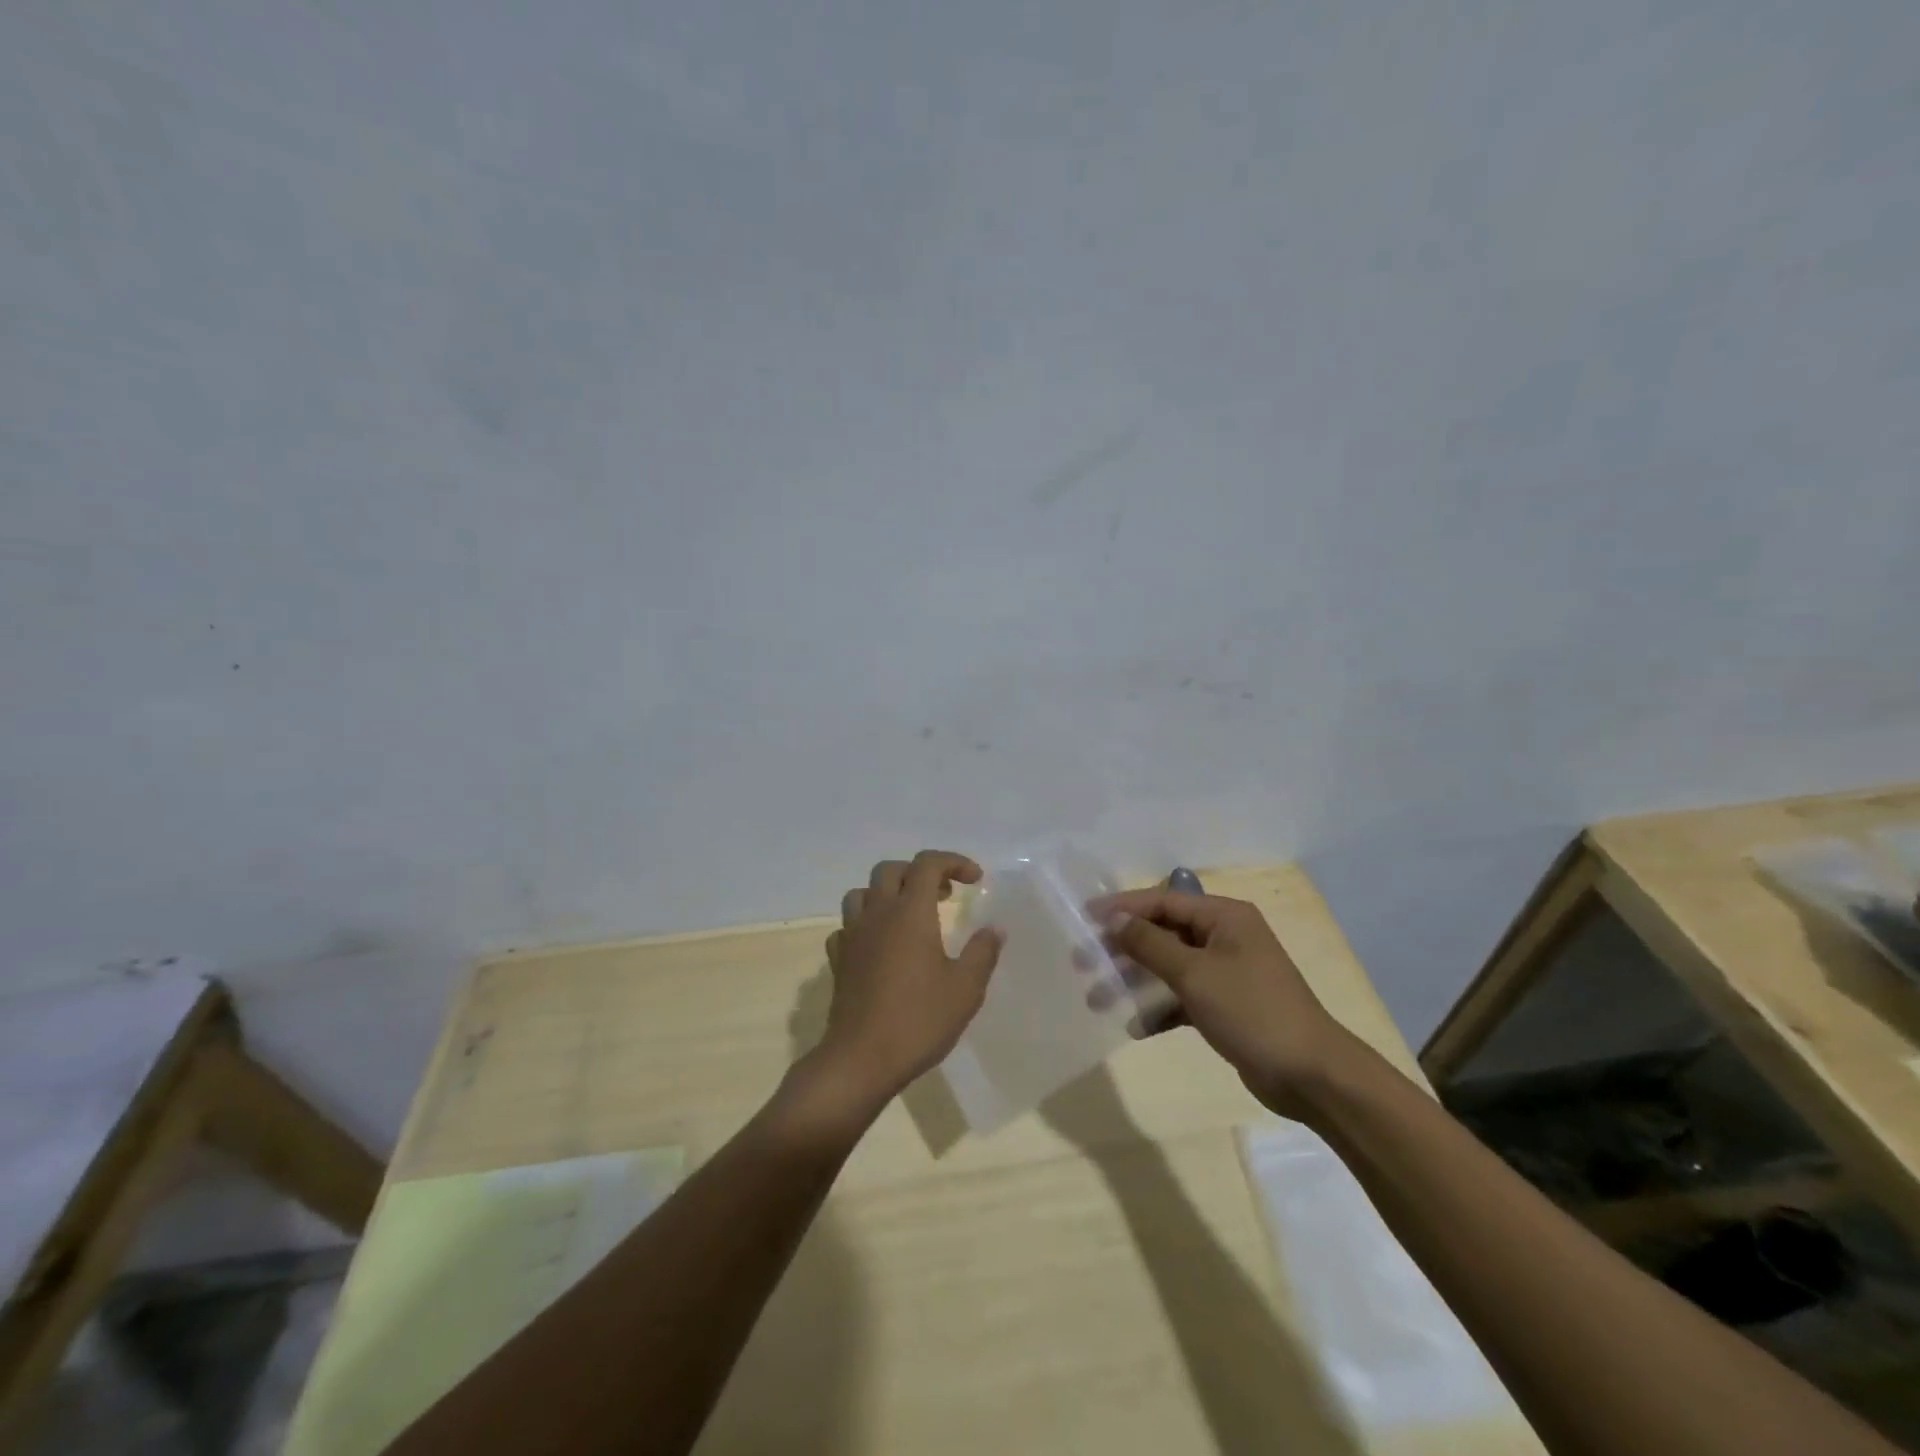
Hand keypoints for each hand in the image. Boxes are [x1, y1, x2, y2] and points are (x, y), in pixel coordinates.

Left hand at [814, 851, 1003, 1108]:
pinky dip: (865, 925)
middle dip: (919, 872)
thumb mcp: (965, 989)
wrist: (861, 1059)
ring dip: (887, 893)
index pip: (928, 863)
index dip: (953, 862)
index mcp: (910, 912)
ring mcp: (853, 936)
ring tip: (908, 914)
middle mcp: (878, 914)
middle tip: (944, 895)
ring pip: (862, 893)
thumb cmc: (918, 1020)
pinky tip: (879, 944)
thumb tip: (994, 929)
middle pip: (891, 870)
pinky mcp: (838, 960)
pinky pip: (847, 926)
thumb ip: (982, 953)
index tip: (975, 880)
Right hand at [1091, 889, 1357, 1119]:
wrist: (1311, 1075)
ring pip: (1169, 967)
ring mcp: (1226, 973)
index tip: (1085, 917)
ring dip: (1135, 980)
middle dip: (1123, 947)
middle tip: (1084, 961)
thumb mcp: (1195, 974)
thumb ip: (1150, 944)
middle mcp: (1225, 937)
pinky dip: (1159, 1008)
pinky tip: (1136, 1027)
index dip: (1123, 907)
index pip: (1163, 901)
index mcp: (1224, 917)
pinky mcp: (1226, 1006)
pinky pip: (1182, 997)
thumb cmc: (1252, 1011)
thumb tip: (1115, 920)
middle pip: (1163, 933)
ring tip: (1098, 997)